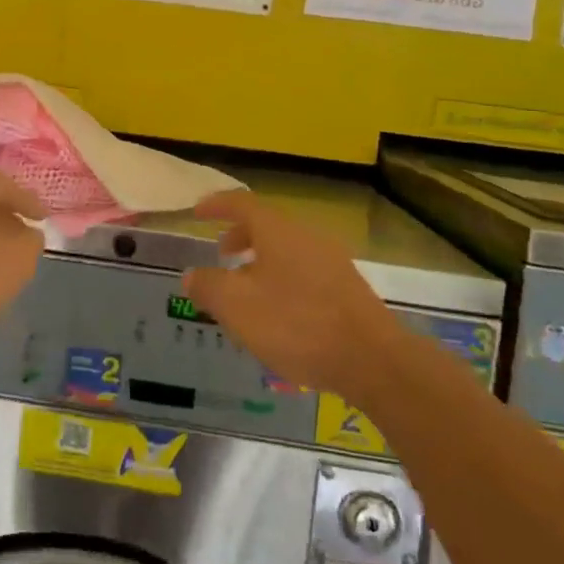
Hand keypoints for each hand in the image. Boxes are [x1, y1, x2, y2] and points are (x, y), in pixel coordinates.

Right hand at [183, 190, 396, 396]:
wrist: (373, 360)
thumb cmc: (296, 324)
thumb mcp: (236, 307)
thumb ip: (208, 286)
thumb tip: (191, 274)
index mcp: (277, 230)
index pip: (241, 203)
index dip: (216, 205)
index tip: (197, 212)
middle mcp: (306, 236)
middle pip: (267, 225)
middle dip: (240, 236)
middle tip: (221, 254)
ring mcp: (332, 261)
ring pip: (286, 250)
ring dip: (261, 261)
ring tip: (247, 290)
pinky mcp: (347, 288)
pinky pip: (304, 271)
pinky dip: (282, 279)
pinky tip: (279, 314)